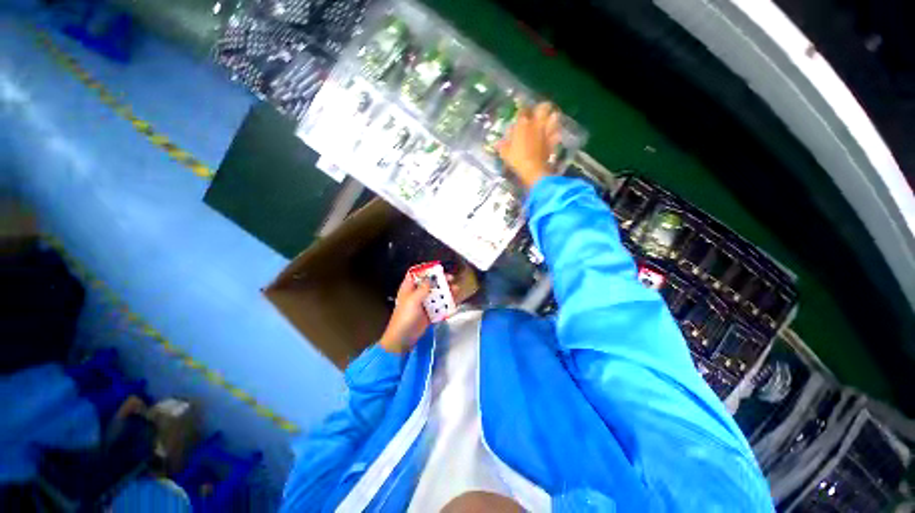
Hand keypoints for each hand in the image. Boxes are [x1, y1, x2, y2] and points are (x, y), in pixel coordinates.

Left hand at [379, 271, 459, 353]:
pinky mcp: (429, 313)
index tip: (437, 268)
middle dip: (440, 280)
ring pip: (436, 295)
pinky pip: (439, 306)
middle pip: (429, 283)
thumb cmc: (405, 317)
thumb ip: (423, 289)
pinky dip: (446, 304)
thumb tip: (430, 279)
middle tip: (451, 279)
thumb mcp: (413, 300)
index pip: (416, 274)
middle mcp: (416, 294)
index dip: (426, 270)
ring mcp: (423, 304)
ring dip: (445, 292)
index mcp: (409, 288)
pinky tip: (454, 302)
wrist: (403, 338)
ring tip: (456, 289)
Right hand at [497, 102, 562, 189]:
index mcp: (523, 124)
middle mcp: (536, 123)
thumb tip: (497, 142)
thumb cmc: (517, 159)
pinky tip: (553, 135)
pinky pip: (557, 132)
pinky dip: (556, 132)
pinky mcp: (553, 140)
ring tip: (549, 120)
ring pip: (554, 116)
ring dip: (552, 117)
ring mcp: (547, 131)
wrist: (533, 169)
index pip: (523, 109)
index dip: (522, 108)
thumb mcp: (505, 153)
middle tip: (538, 112)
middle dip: (542, 107)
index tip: (521, 109)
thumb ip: (502, 145)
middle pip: (543, 107)